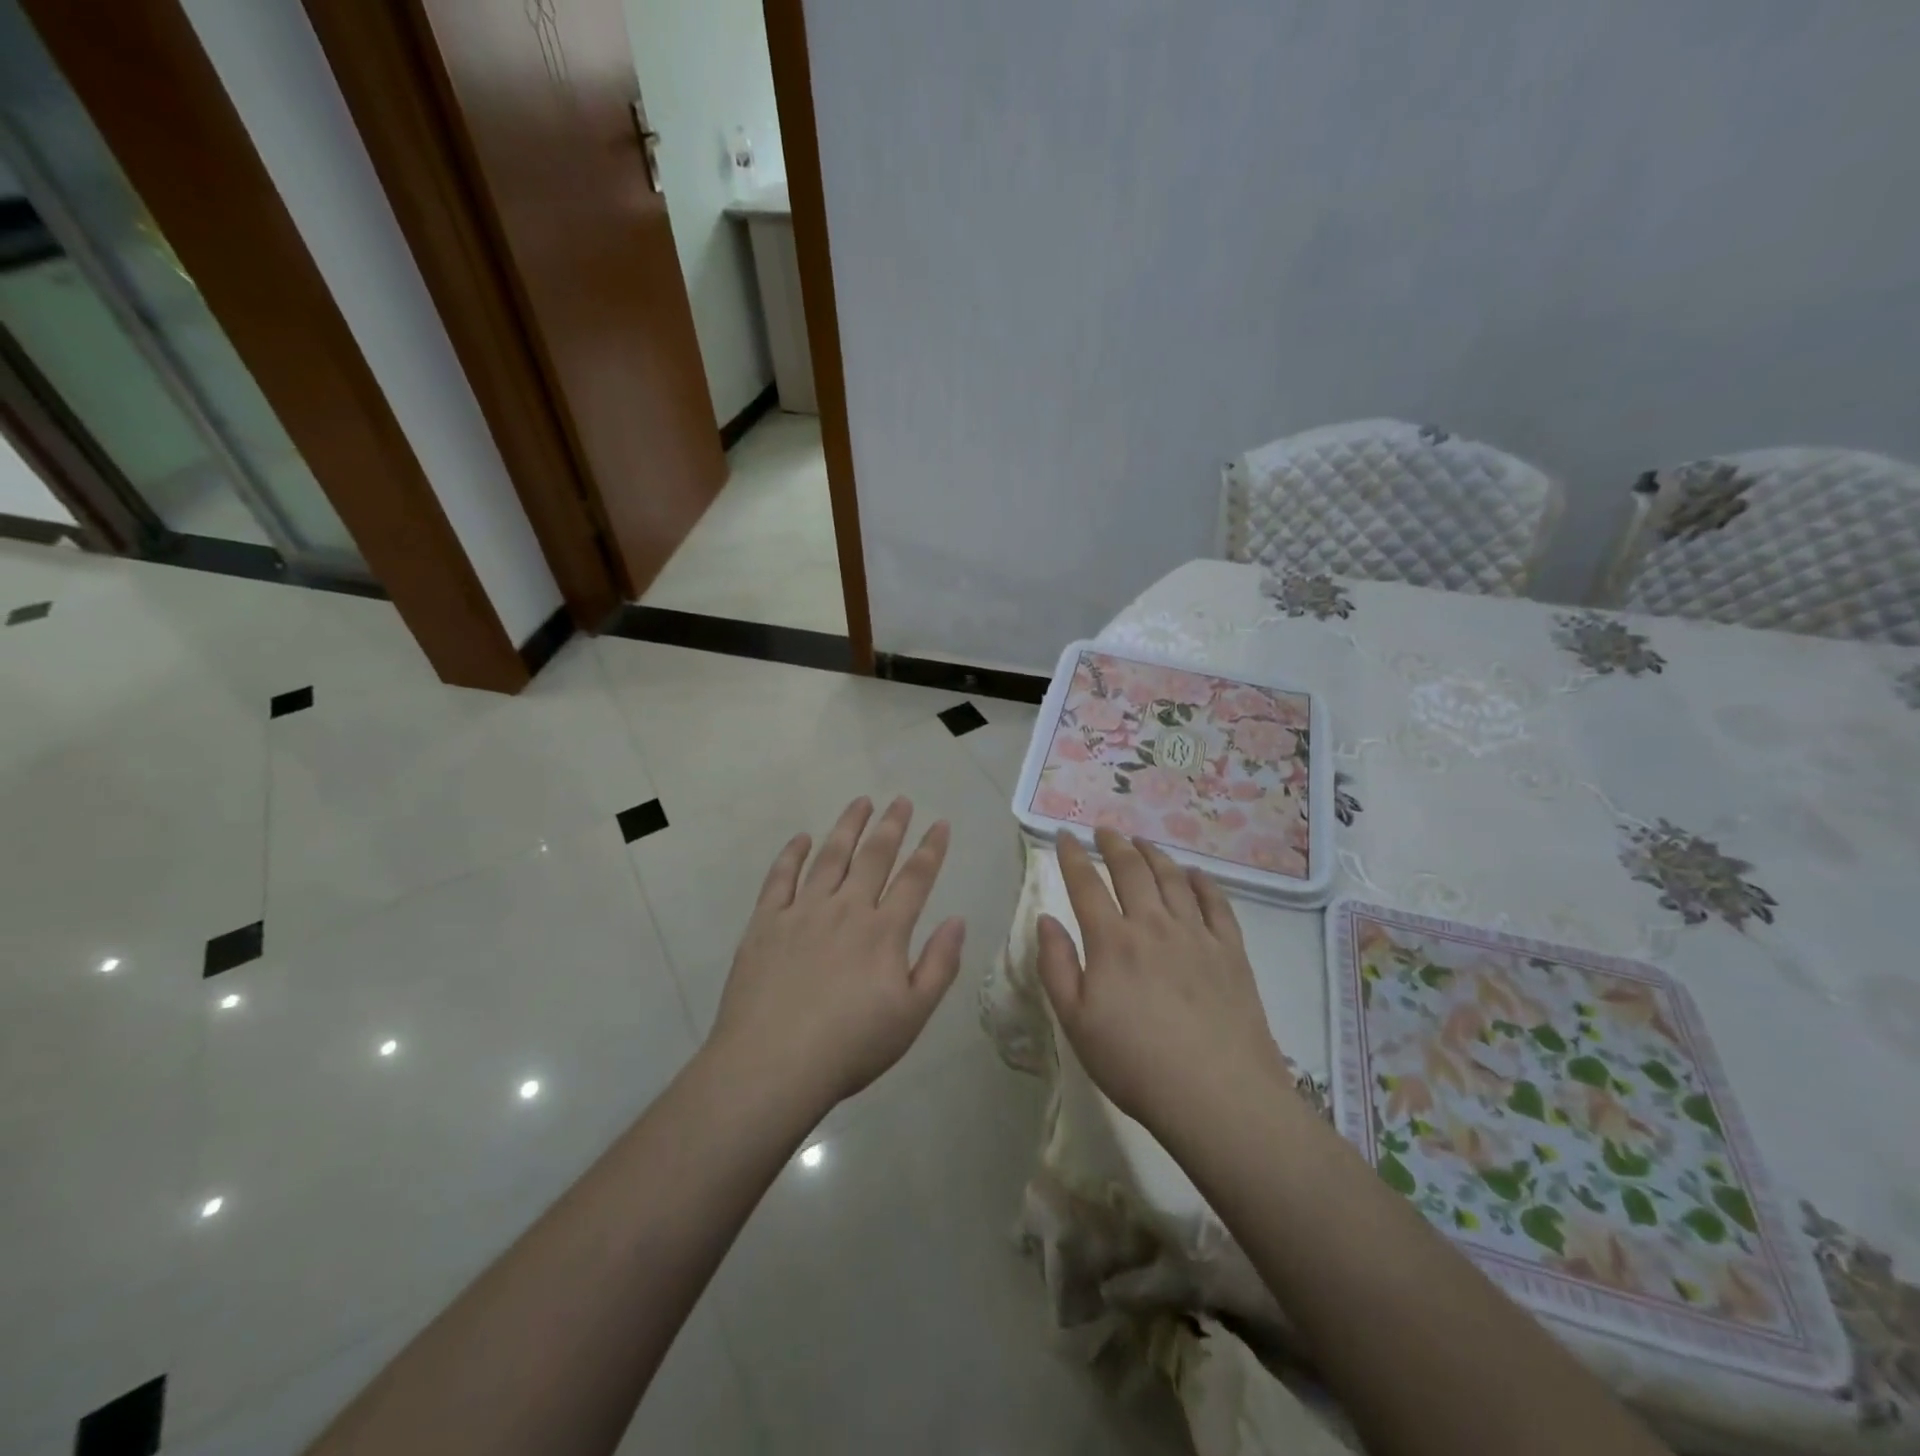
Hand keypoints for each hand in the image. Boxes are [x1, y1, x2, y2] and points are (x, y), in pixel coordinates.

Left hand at [708, 796, 965, 1111]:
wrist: (772, 1065)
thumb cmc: (851, 1046)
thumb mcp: (912, 1015)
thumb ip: (939, 965)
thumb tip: (957, 920)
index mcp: (884, 931)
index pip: (915, 878)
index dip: (931, 848)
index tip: (940, 823)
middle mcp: (846, 909)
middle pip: (874, 856)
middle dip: (891, 825)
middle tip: (901, 800)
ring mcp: (802, 912)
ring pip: (830, 856)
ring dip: (848, 826)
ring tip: (861, 802)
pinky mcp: (765, 923)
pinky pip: (780, 878)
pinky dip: (792, 854)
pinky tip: (801, 838)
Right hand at [1036, 830, 1289, 1137]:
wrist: (1218, 1095)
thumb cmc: (1135, 1064)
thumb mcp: (1076, 1022)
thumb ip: (1056, 966)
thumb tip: (1046, 920)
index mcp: (1112, 941)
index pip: (1086, 884)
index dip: (1073, 855)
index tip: (1065, 835)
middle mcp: (1153, 925)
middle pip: (1132, 870)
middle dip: (1114, 844)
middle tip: (1105, 830)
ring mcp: (1197, 935)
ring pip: (1173, 878)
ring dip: (1154, 854)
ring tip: (1142, 842)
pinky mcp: (1231, 951)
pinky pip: (1216, 903)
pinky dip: (1202, 882)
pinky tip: (1194, 874)